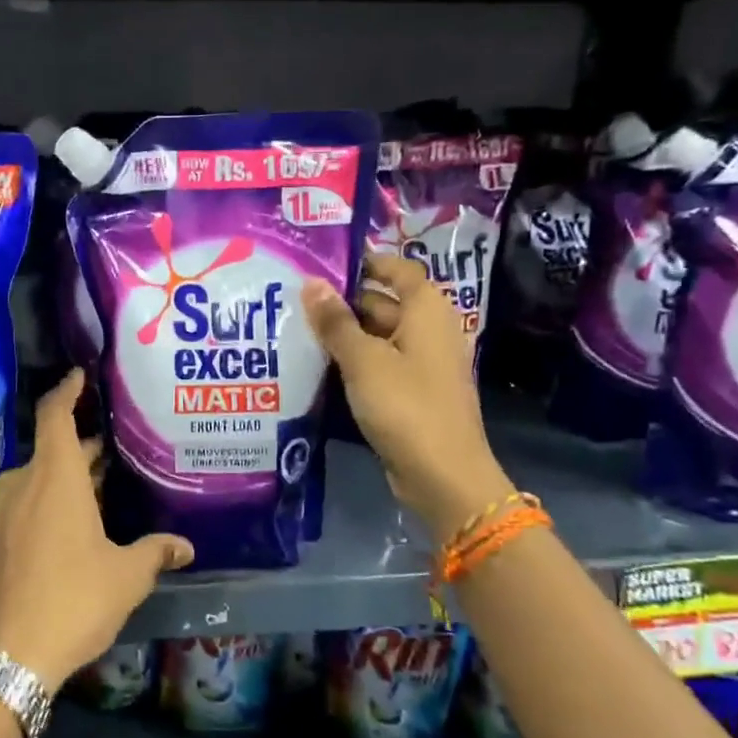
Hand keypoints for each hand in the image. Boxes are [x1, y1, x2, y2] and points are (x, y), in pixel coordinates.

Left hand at [0, 370, 193, 688]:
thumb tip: (185, 546)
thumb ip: (155, 552)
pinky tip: (77, 518)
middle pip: (53, 447)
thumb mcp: (126, 576)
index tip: (80, 375)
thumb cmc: (73, 600)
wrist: (9, 655)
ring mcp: (5, 511)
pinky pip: (28, 500)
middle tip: (117, 441)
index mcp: (55, 478)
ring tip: (104, 480)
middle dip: (83, 443)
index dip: (67, 390)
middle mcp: (24, 483)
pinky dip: (52, 497)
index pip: (55, 414)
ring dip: (69, 473)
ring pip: (40, 476)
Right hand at [301, 254, 513, 542]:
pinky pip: (378, 363)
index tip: (323, 262)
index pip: (397, 269)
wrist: (442, 475)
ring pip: (377, 336)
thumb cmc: (406, 406)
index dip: (364, 262)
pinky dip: (353, 360)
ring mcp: (421, 364)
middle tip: (294, 297)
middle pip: (383, 302)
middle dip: (343, 300)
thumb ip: (336, 321)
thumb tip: (311, 282)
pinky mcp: (411, 392)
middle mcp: (429, 330)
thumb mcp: (363, 360)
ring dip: (343, 333)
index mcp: (427, 311)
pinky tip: (317, 363)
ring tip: (296, 326)